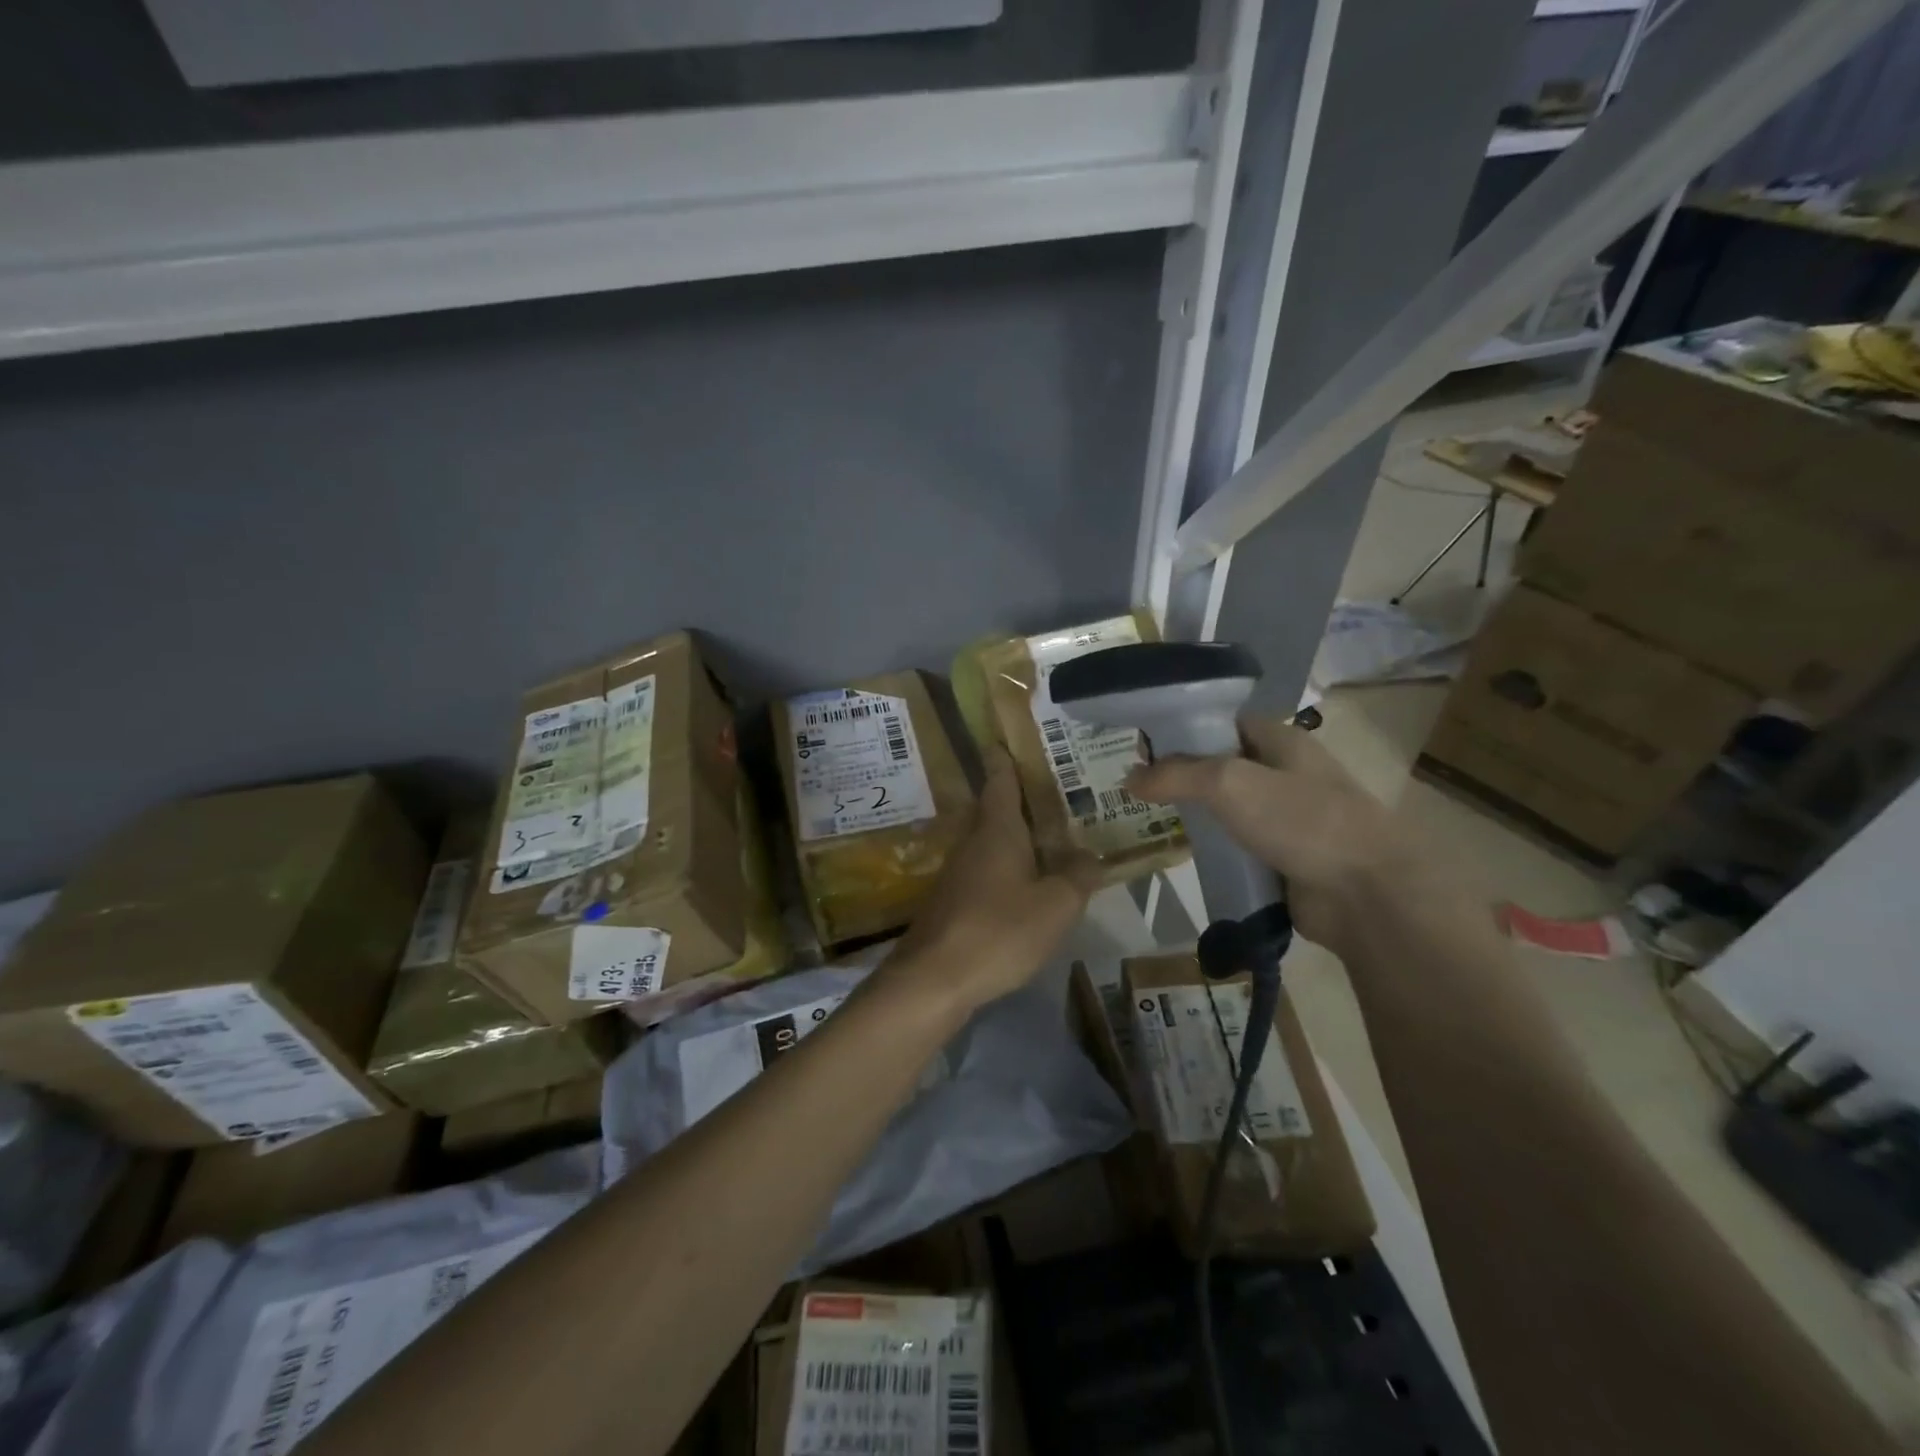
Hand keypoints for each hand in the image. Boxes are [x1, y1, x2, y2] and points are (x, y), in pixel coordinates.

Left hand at [889, 750, 1100, 1011]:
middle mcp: (973, 842)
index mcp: (997, 829)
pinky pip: (985, 870)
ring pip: (990, 841)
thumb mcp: (1055, 905)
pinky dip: (1007, 867)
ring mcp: (958, 872)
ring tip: (1050, 837)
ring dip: (1015, 836)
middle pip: (995, 808)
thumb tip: (1092, 855)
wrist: (934, 979)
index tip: (1010, 737)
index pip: (1000, 778)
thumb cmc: (999, 930)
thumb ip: (1078, 876)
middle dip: (1020, 798)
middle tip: (1055, 791)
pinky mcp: (952, 902)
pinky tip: (1026, 884)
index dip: (1006, 756)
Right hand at [1126, 714, 1444, 953]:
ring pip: (1229, 808)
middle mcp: (1285, 773)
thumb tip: (1128, 778)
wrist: (1366, 893)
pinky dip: (1215, 848)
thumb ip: (1175, 775)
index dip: (1184, 728)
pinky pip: (1239, 845)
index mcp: (1281, 741)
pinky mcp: (1284, 858)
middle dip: (1183, 775)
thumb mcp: (1229, 783)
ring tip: (1151, 819)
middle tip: (1137, 788)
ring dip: (1197, 814)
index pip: (1223, 722)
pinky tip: (1186, 853)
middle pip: (1222, 765)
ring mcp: (1287, 818)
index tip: (1143, 746)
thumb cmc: (1301, 820)